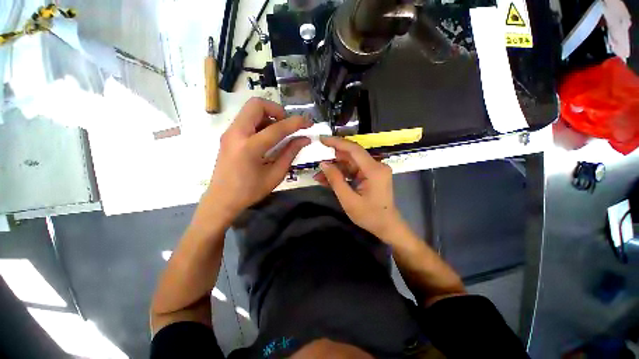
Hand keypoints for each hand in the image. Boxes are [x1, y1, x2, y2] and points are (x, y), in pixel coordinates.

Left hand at [204, 98, 311, 222]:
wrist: (221, 199)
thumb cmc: (250, 191)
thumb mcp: (275, 175)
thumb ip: (290, 154)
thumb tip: (304, 139)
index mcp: (250, 148)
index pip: (277, 128)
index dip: (296, 123)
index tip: (308, 123)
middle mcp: (236, 134)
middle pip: (256, 104)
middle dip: (277, 110)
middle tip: (287, 125)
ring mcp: (229, 132)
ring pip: (250, 109)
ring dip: (268, 116)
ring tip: (278, 133)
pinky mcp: (228, 135)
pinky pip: (246, 119)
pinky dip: (260, 122)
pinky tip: (267, 138)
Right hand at [314, 136, 405, 240]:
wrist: (387, 226)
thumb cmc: (369, 216)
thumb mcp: (349, 200)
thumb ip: (336, 180)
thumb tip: (323, 164)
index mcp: (374, 170)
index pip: (354, 149)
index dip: (337, 142)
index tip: (322, 139)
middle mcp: (376, 166)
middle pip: (351, 156)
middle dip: (333, 159)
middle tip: (317, 163)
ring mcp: (374, 170)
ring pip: (351, 163)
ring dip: (335, 169)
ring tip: (319, 176)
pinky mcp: (371, 175)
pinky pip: (354, 171)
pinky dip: (342, 174)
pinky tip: (328, 179)